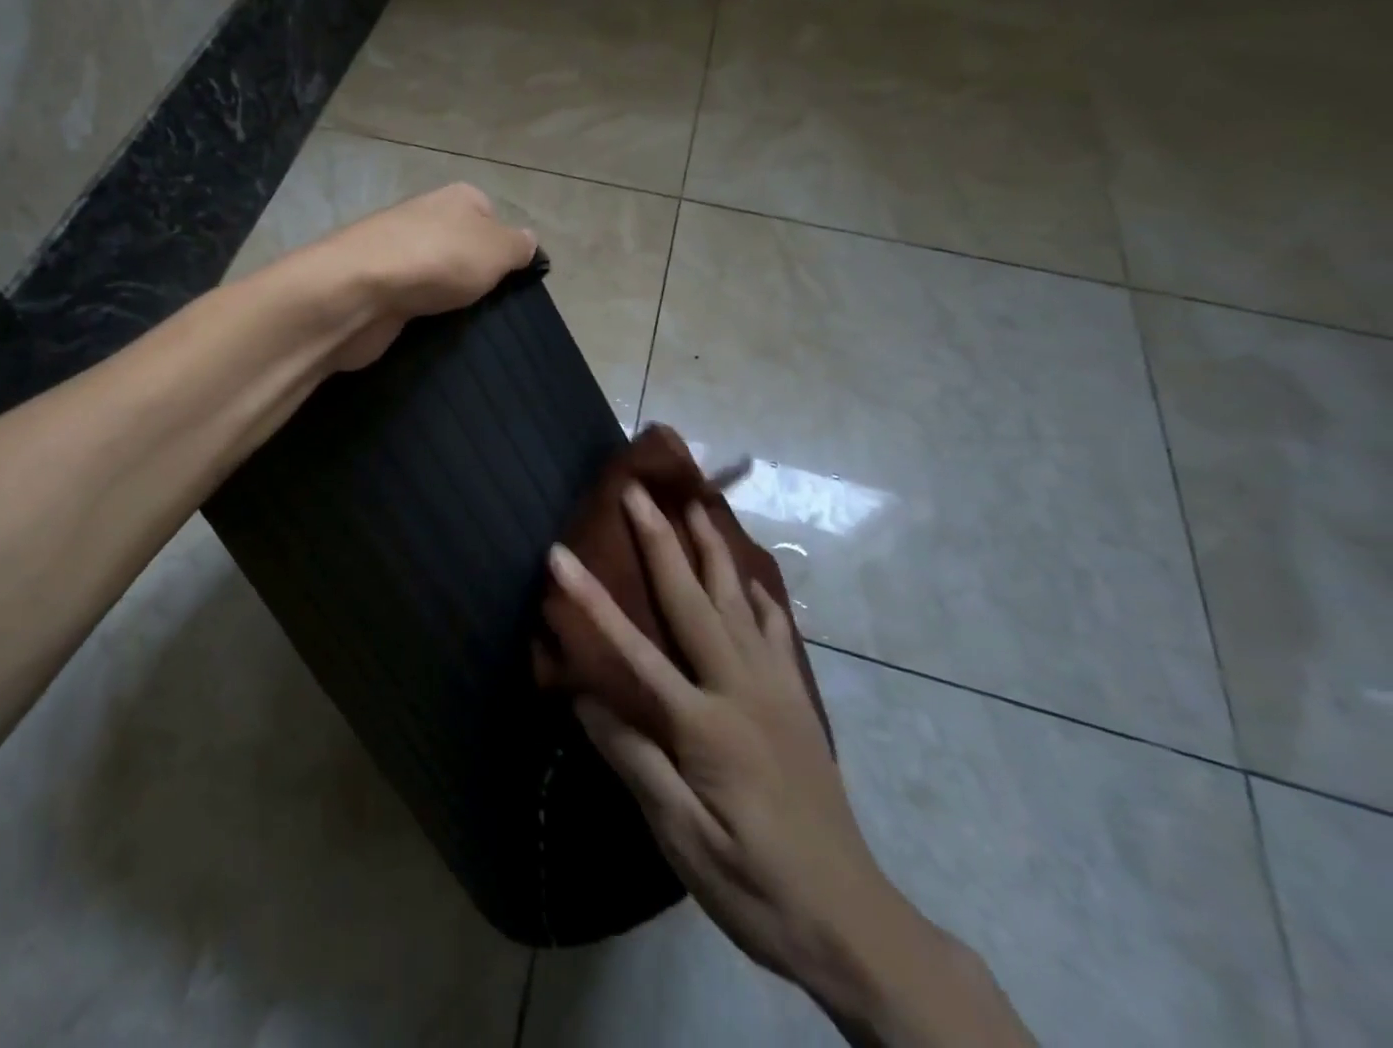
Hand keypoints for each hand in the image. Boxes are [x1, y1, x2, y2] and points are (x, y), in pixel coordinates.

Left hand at [293, 184, 536, 370]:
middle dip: (475, 275)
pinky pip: (412, 300)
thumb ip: (518, 246)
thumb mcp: (497, 249)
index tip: (512, 276)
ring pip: (436, 276)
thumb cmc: (438, 260)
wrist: (359, 291)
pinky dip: (421, 315)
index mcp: (456, 198)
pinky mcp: (377, 287)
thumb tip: (528, 242)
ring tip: (464, 323)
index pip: (489, 214)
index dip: (503, 246)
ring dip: (448, 298)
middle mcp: (424, 218)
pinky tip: (430, 331)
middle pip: (462, 247)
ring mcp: (396, 252)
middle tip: (491, 303)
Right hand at [548, 489, 1033, 1047]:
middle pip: (693, 601)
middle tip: (637, 490)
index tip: (559, 555)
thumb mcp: (684, 840)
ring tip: (697, 505)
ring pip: (739, 603)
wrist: (855, 923)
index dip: (590, 600)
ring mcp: (776, 690)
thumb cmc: (756, 886)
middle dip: (660, 541)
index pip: (633, 651)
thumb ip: (636, 761)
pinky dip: (761, 599)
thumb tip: (585, 697)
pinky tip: (752, 580)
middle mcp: (742, 690)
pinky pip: (778, 635)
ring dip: (713, 550)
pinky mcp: (798, 703)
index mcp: (706, 724)